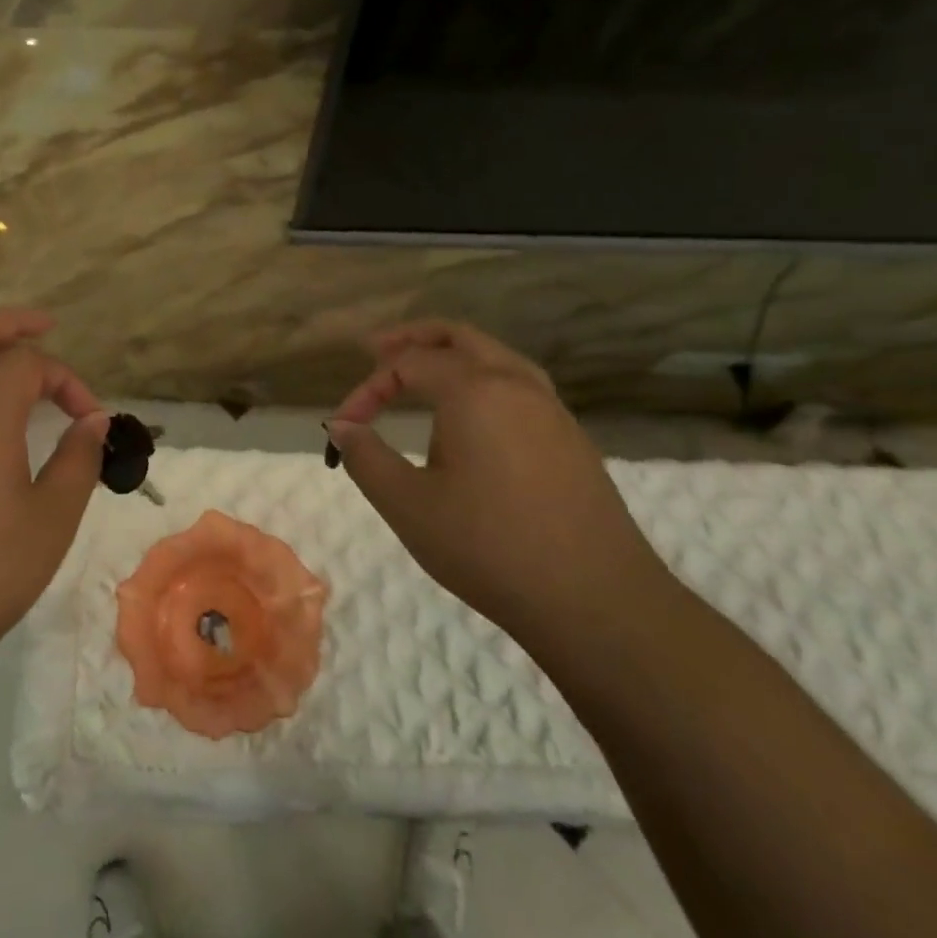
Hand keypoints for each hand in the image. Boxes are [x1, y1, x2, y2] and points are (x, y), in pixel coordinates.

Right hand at [327, 320, 667, 636]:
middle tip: (376, 350)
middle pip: (459, 337)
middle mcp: (517, 385)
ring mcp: (551, 410)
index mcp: (475, 390)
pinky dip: (481, 380)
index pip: (407, 364)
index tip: (344, 427)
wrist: (596, 599)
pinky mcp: (570, 438)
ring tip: (420, 376)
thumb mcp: (407, 505)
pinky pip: (518, 386)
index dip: (367, 389)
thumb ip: (365, 457)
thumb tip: (340, 425)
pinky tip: (470, 418)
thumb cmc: (488, 547)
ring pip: (495, 357)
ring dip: (452, 356)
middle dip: (413, 339)